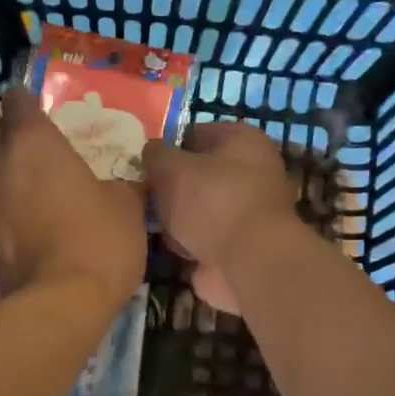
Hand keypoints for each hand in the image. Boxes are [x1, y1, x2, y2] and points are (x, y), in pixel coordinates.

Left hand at [0, 87, 146, 308]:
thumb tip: (121, 184)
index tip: (22, 91)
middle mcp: (4, 163)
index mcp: (36, 143)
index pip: (19, 104)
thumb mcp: (125, 205)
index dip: (21, 95)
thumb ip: (119, 185)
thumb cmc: (98, 239)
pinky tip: (11, 189)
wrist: (60, 300)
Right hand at [143, 121, 299, 315]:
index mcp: (242, 141)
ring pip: (197, 207)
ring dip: (176, 217)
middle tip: (145, 194)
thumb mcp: (171, 168)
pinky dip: (186, 242)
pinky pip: (202, 236)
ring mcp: (246, 211)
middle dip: (169, 186)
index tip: (144, 163)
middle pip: (196, 174)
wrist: (247, 262)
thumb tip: (149, 153)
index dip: (167, 146)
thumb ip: (154, 155)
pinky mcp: (239, 244)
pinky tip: (171, 246)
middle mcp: (250, 172)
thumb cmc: (212, 202)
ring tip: (155, 223)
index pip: (195, 133)